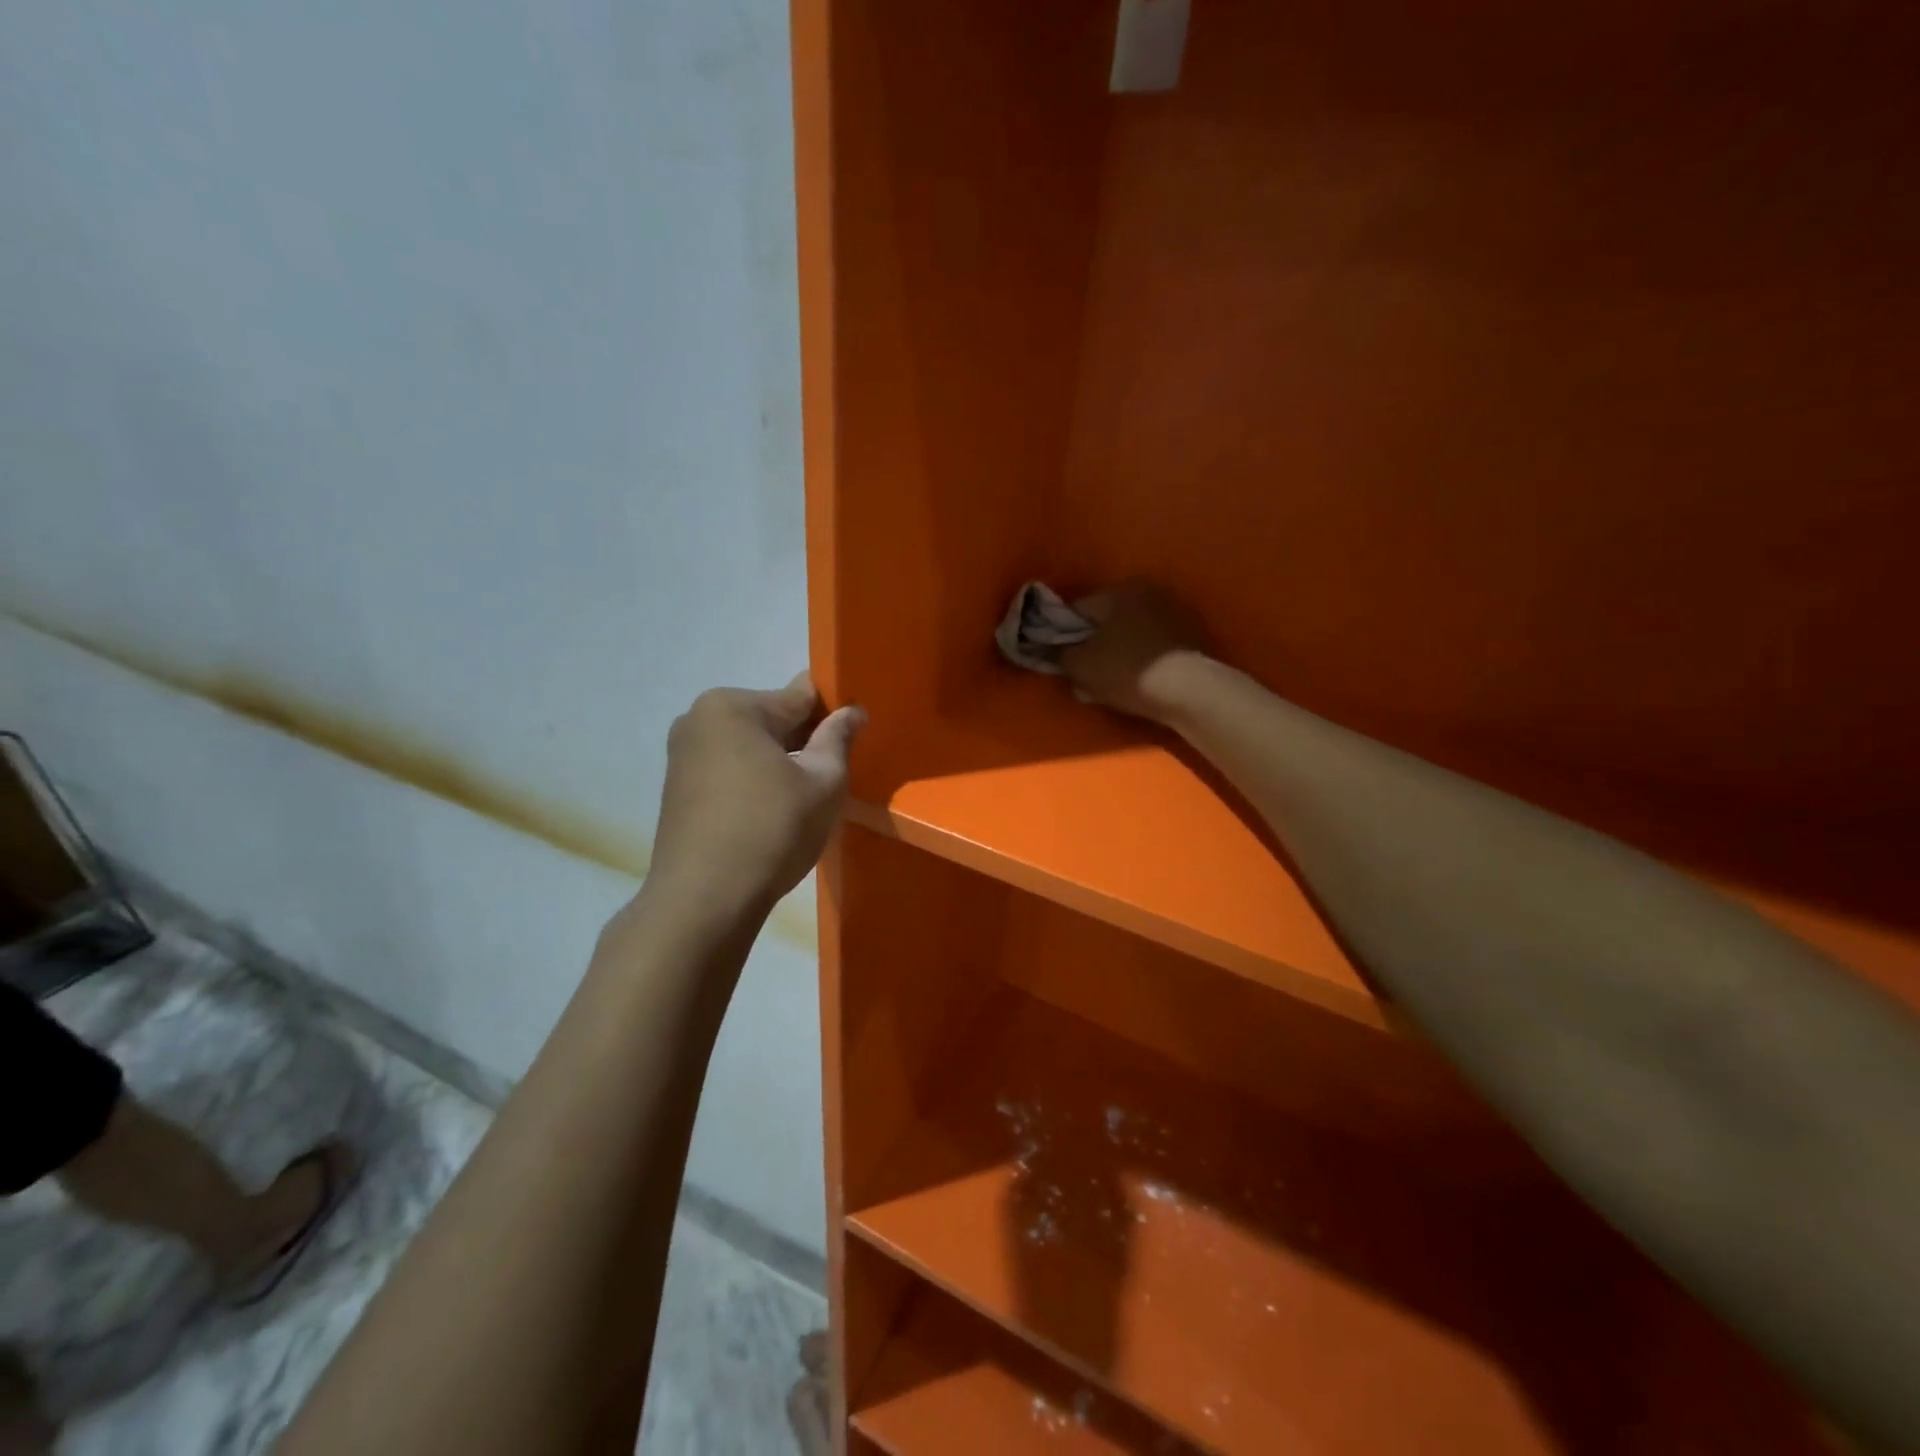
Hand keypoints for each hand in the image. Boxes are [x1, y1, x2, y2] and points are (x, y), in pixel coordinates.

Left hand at [646, 675, 864, 919]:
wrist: (704, 900)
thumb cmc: (771, 830)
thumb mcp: (823, 782)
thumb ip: (838, 738)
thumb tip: (852, 711)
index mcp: (733, 706)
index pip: (800, 695)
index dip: (834, 713)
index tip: (856, 735)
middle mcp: (699, 719)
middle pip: (771, 718)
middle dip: (804, 739)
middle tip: (834, 773)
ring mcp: (682, 754)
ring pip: (750, 746)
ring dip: (779, 762)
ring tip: (804, 798)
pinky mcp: (676, 788)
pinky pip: (729, 769)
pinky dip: (754, 781)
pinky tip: (772, 813)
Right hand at [1059, 582, 1207, 724]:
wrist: (1187, 692)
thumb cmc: (1126, 670)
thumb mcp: (1079, 665)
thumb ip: (1058, 653)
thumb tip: (1052, 650)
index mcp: (1120, 590)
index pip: (1077, 609)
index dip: (1061, 635)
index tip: (1058, 659)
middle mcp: (1149, 592)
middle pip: (1105, 622)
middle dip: (1091, 647)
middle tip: (1081, 675)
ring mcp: (1174, 614)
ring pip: (1128, 636)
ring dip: (1115, 656)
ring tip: (1107, 686)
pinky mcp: (1191, 638)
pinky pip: (1151, 649)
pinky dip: (1139, 662)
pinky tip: (1134, 685)